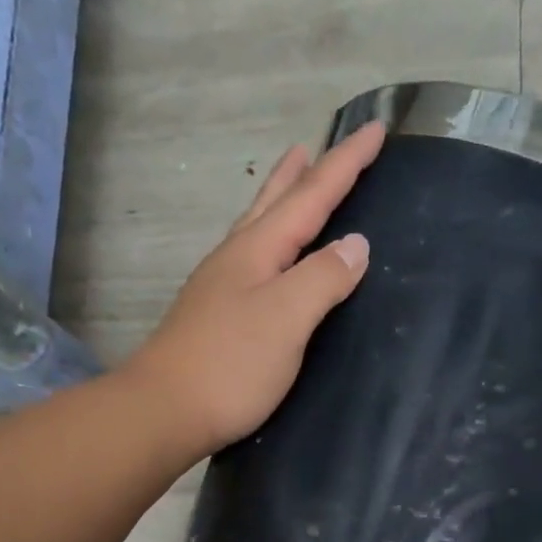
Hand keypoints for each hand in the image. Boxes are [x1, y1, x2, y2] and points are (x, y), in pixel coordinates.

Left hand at [121, 122, 383, 455]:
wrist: (165, 411)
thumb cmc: (230, 365)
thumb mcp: (286, 319)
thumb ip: (322, 279)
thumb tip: (355, 245)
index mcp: (257, 250)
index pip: (310, 197)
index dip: (344, 164)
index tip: (376, 129)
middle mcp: (235, 260)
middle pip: (273, 204)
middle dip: (301, 174)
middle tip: (314, 146)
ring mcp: (219, 289)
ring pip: (256, 230)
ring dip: (278, 203)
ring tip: (290, 183)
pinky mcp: (214, 319)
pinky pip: (250, 262)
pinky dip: (268, 245)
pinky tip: (267, 261)